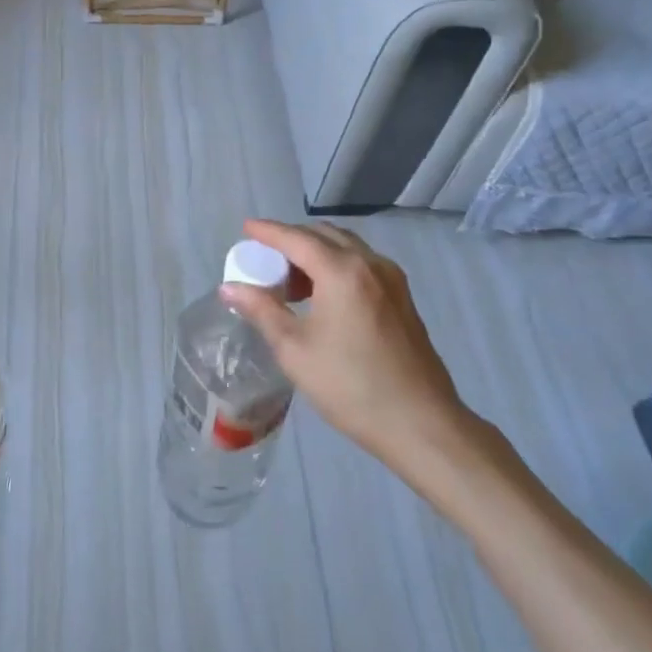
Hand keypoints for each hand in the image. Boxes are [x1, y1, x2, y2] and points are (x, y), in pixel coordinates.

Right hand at [221, 220, 488, 486]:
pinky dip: (337, 265)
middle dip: (292, 240)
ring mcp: (392, 279)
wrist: (420, 424)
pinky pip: (362, 264)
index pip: (296, 238)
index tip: (246, 227)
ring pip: (346, 247)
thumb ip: (262, 310)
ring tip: (291, 282)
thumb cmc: (350, 385)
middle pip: (324, 235)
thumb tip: (230, 287)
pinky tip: (323, 296)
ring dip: (316, 252)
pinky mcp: (402, 298)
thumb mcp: (294, 349)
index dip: (268, 231)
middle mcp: (370, 264)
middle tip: (265, 260)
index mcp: (342, 271)